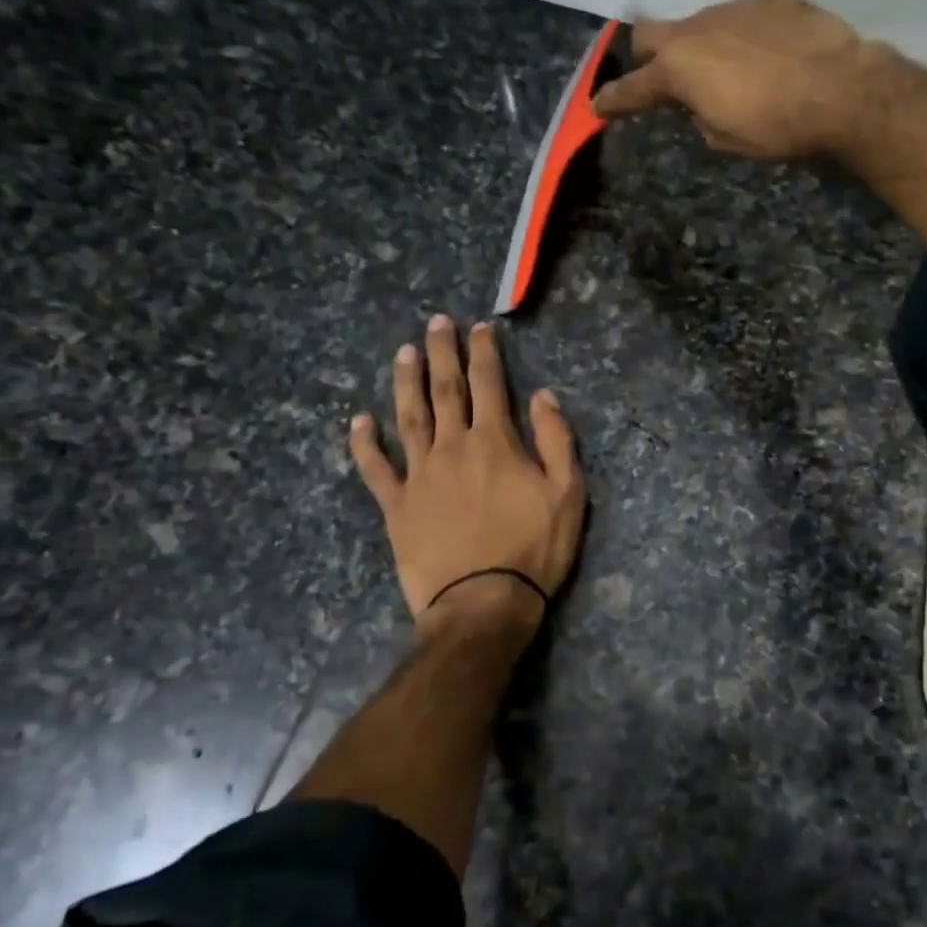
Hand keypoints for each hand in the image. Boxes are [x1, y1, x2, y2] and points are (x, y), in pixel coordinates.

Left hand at [349, 315, 586, 623]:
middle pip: (445, 390)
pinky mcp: (396, 506)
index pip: (489, 384)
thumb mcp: (568, 493)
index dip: (484, 352)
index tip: (480, 328)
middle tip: (435, 323)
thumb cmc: (534, 549)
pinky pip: (375, 468)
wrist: (483, 603)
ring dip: (406, 383)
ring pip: (409, 418)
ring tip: (403, 353)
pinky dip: (364, 443)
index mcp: (494, 443)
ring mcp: (419, 476)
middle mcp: (452, 448)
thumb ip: (556, 440)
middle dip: (442, 353)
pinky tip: (358, 420)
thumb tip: (542, 395)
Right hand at [590, 0, 883, 160]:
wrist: (841, 89)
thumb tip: (700, 102)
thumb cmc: (777, 126)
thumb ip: (700, 116)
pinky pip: (744, 18)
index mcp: (680, 69)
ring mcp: (734, 8)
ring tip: (733, 74)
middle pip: (650, 33)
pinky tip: (770, 58)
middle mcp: (698, 29)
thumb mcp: (726, 138)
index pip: (634, 87)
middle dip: (646, 57)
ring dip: (703, 47)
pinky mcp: (772, 0)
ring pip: (701, 24)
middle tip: (661, 79)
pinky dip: (744, 39)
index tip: (598, 108)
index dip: (613, 100)